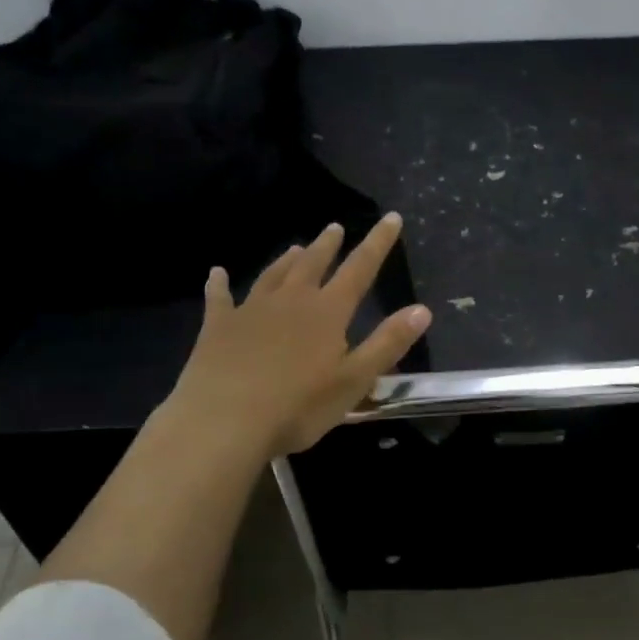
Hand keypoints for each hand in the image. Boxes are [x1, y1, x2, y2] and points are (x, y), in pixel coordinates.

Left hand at [163, 214, 431, 455]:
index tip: (390, 217)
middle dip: (328, 245)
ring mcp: (251, 310)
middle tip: (335, 227)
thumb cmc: (297, 407)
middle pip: (313, 264)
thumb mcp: (354, 381)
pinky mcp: (218, 327)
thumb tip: (422, 309)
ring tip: (295, 247)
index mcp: (327, 312)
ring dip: (286, 260)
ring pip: (273, 275)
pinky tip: (216, 274)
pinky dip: (219, 284)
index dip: (378, 243)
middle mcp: (290, 301)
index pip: (360, 269)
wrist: (222, 422)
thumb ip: (388, 343)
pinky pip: (219, 298)